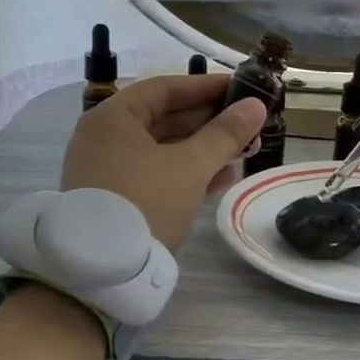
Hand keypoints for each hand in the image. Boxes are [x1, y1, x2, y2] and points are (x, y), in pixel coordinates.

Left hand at [61, 75, 265, 251]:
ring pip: (163, 149)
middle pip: (164, 118)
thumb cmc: (146, 203)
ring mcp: (106, 169)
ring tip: (244, 154)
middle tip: (250, 127)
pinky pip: (154, 173)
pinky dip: (185, 172)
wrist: (103, 272)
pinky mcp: (115, 197)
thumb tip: (255, 106)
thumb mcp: (191, 167)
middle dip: (210, 123)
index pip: (166, 89)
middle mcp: (104, 137)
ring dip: (203, 150)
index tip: (243, 90)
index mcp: (113, 117)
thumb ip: (225, 134)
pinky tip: (220, 179)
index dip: (207, 87)